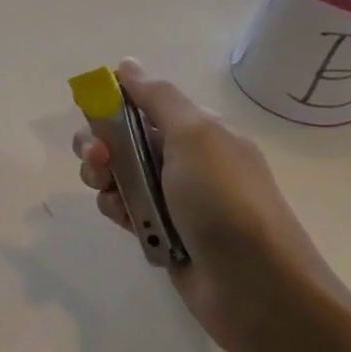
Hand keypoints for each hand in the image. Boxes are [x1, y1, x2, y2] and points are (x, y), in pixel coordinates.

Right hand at [73, 59, 350, 351]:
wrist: (257, 288)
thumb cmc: (225, 202)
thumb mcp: (195, 136)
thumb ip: (157, 97)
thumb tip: (126, 64)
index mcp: (197, 130)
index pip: (140, 104)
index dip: (110, 108)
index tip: (93, 119)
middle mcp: (184, 159)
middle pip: (120, 140)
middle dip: (99, 149)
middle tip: (100, 164)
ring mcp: (173, 198)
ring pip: (116, 177)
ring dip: (105, 183)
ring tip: (117, 202)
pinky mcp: (162, 232)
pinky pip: (125, 210)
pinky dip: (119, 213)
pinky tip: (129, 225)